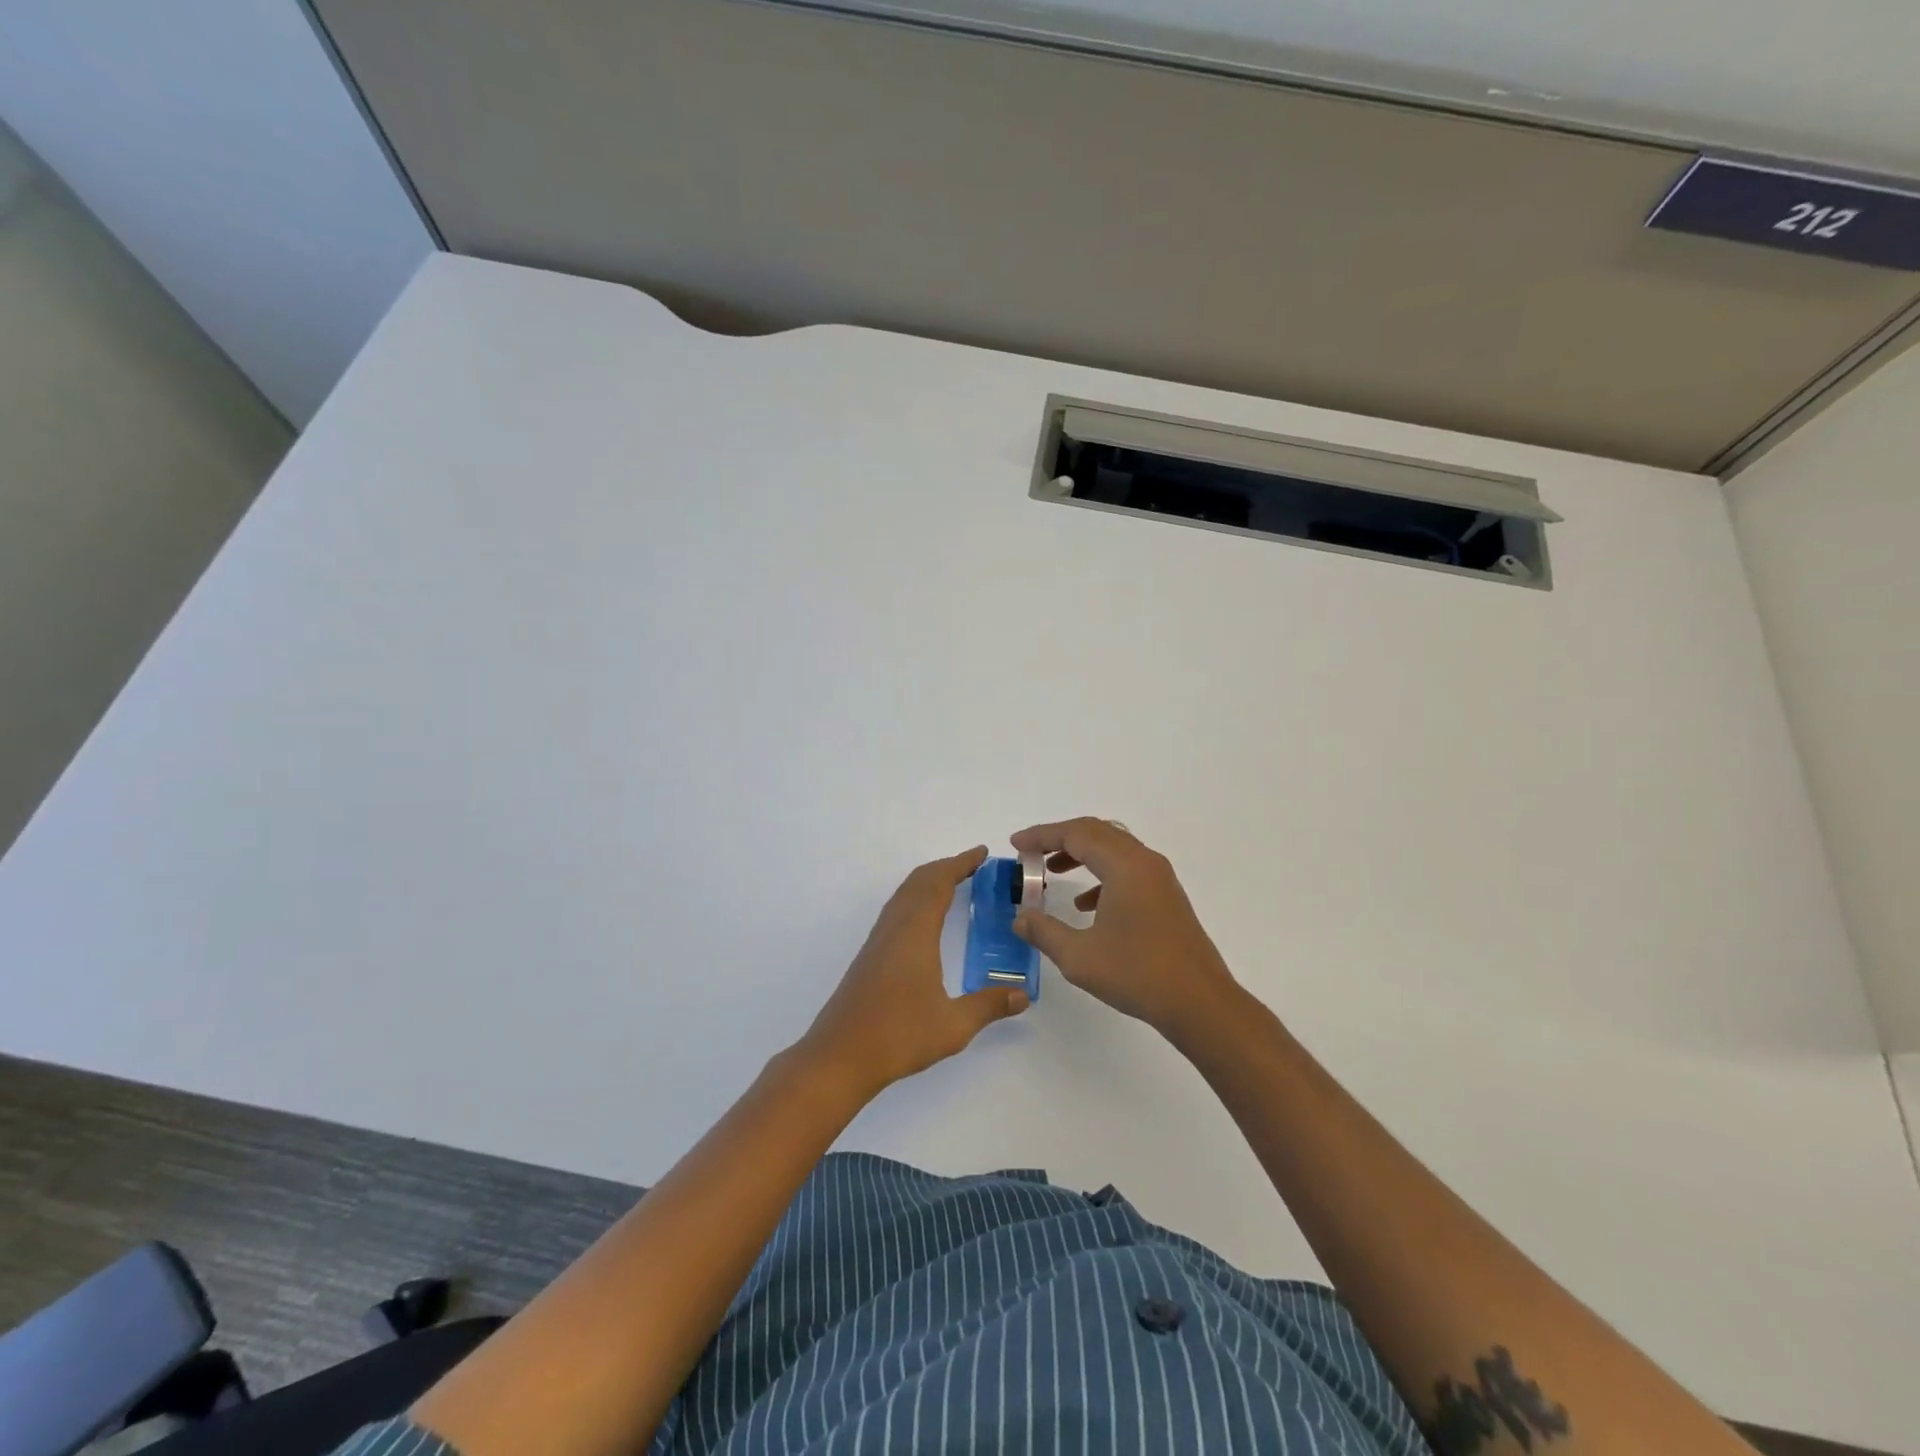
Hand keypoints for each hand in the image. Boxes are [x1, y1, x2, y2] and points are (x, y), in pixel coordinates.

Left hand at [795, 846, 1029, 1100]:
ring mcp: (878, 941)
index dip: (961, 864)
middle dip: (946, 867)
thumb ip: (989, 1006)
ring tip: (953, 884)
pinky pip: (896, 911)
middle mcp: (894, 928)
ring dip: (928, 882)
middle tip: (974, 866)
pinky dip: (916, 899)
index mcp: (915, 933)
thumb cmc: (897, 1035)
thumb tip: (1022, 995)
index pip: (939, 883)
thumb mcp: (953, 1025)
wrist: (839, 1057)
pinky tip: (925, 921)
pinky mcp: (870, 956)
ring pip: (904, 895)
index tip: (982, 853)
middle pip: (918, 882)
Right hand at [1012, 818, 1240, 1037]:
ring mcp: (1159, 878)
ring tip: (1052, 872)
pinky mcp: (1166, 896)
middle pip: (1096, 832)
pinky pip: (1127, 868)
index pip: (1076, 834)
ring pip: (1113, 848)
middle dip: (1059, 839)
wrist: (1200, 1003)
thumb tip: (1020, 918)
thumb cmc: (1138, 975)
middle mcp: (1144, 862)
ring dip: (1080, 854)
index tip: (1015, 844)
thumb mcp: (1079, 956)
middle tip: (1030, 853)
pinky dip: (1101, 874)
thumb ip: (1044, 931)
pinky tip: (1086, 905)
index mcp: (1124, 866)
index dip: (1041, 836)